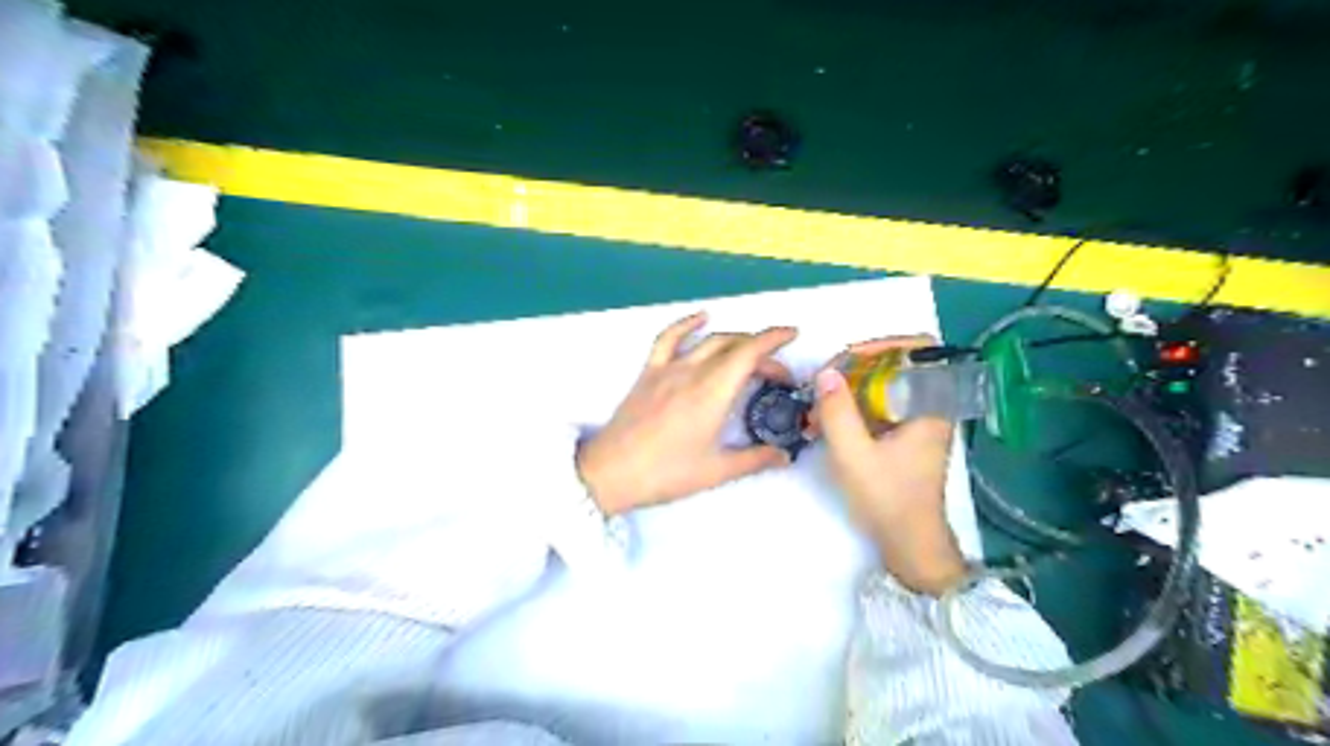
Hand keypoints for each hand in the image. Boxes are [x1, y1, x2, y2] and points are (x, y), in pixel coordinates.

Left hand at [574, 311, 799, 515]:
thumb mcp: (716, 471)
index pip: (749, 353)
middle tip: (776, 374)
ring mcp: (668, 369)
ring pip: (708, 341)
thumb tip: (784, 456)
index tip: (793, 335)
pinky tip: (701, 317)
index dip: (774, 340)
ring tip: (750, 350)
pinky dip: (687, 323)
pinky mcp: (649, 373)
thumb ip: (755, 459)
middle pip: (733, 346)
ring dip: (734, 340)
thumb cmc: (666, 473)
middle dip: (761, 351)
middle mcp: (692, 372)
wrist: (611, 473)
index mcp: (712, 393)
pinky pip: (668, 339)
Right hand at [812, 335, 968, 592]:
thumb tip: (826, 372)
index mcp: (931, 406)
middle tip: (826, 381)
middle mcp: (930, 407)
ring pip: (885, 385)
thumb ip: (838, 413)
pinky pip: (880, 406)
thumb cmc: (888, 499)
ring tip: (820, 405)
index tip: (851, 356)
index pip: (922, 349)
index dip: (887, 343)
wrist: (909, 543)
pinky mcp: (906, 436)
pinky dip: (854, 407)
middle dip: (857, 368)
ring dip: (851, 389)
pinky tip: (827, 423)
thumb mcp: (854, 456)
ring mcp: (918, 422)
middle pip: (897, 365)